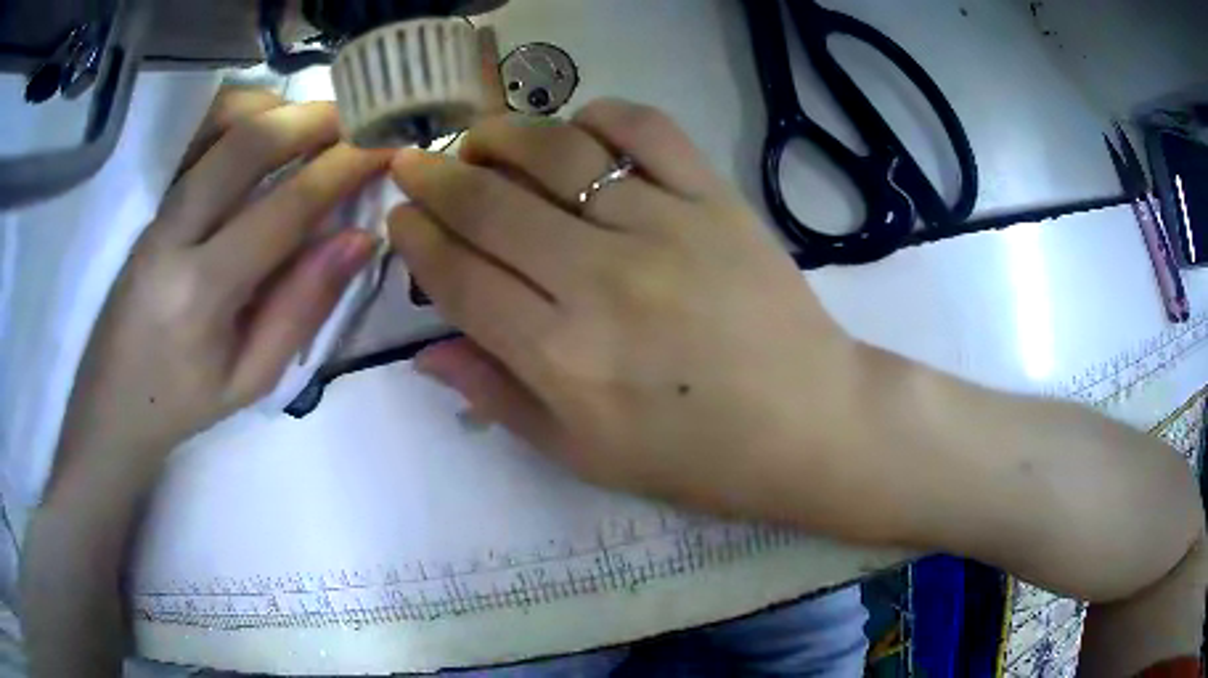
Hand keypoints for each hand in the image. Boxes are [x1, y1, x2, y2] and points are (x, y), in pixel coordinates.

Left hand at [56, 88, 390, 471]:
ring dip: (275, 108)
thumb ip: (303, 306)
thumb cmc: (184, 404)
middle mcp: (172, 236)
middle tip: (360, 119)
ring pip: (216, 124)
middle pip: (245, 143)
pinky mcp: (149, 202)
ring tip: (314, 126)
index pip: (283, 208)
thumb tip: (360, 238)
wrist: (112, 404)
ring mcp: (155, 211)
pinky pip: (196, 135)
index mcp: (200, 294)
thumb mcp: (252, 379)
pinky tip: (265, 131)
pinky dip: (240, 115)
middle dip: (313, 118)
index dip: (342, 170)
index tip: (386, 148)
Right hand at [389, 100, 862, 519]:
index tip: (400, 219)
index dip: (417, 242)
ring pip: (558, 152)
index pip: (459, 278)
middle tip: (413, 164)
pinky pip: (648, 130)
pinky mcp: (716, 199)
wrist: (809, 424)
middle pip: (490, 206)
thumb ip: (499, 400)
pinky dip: (603, 115)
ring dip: (501, 136)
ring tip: (478, 139)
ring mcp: (663, 227)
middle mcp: (601, 279)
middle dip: (435, 178)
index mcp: (562, 356)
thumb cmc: (697, 456)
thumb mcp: (585, 455)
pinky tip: (580, 129)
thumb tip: (427, 352)